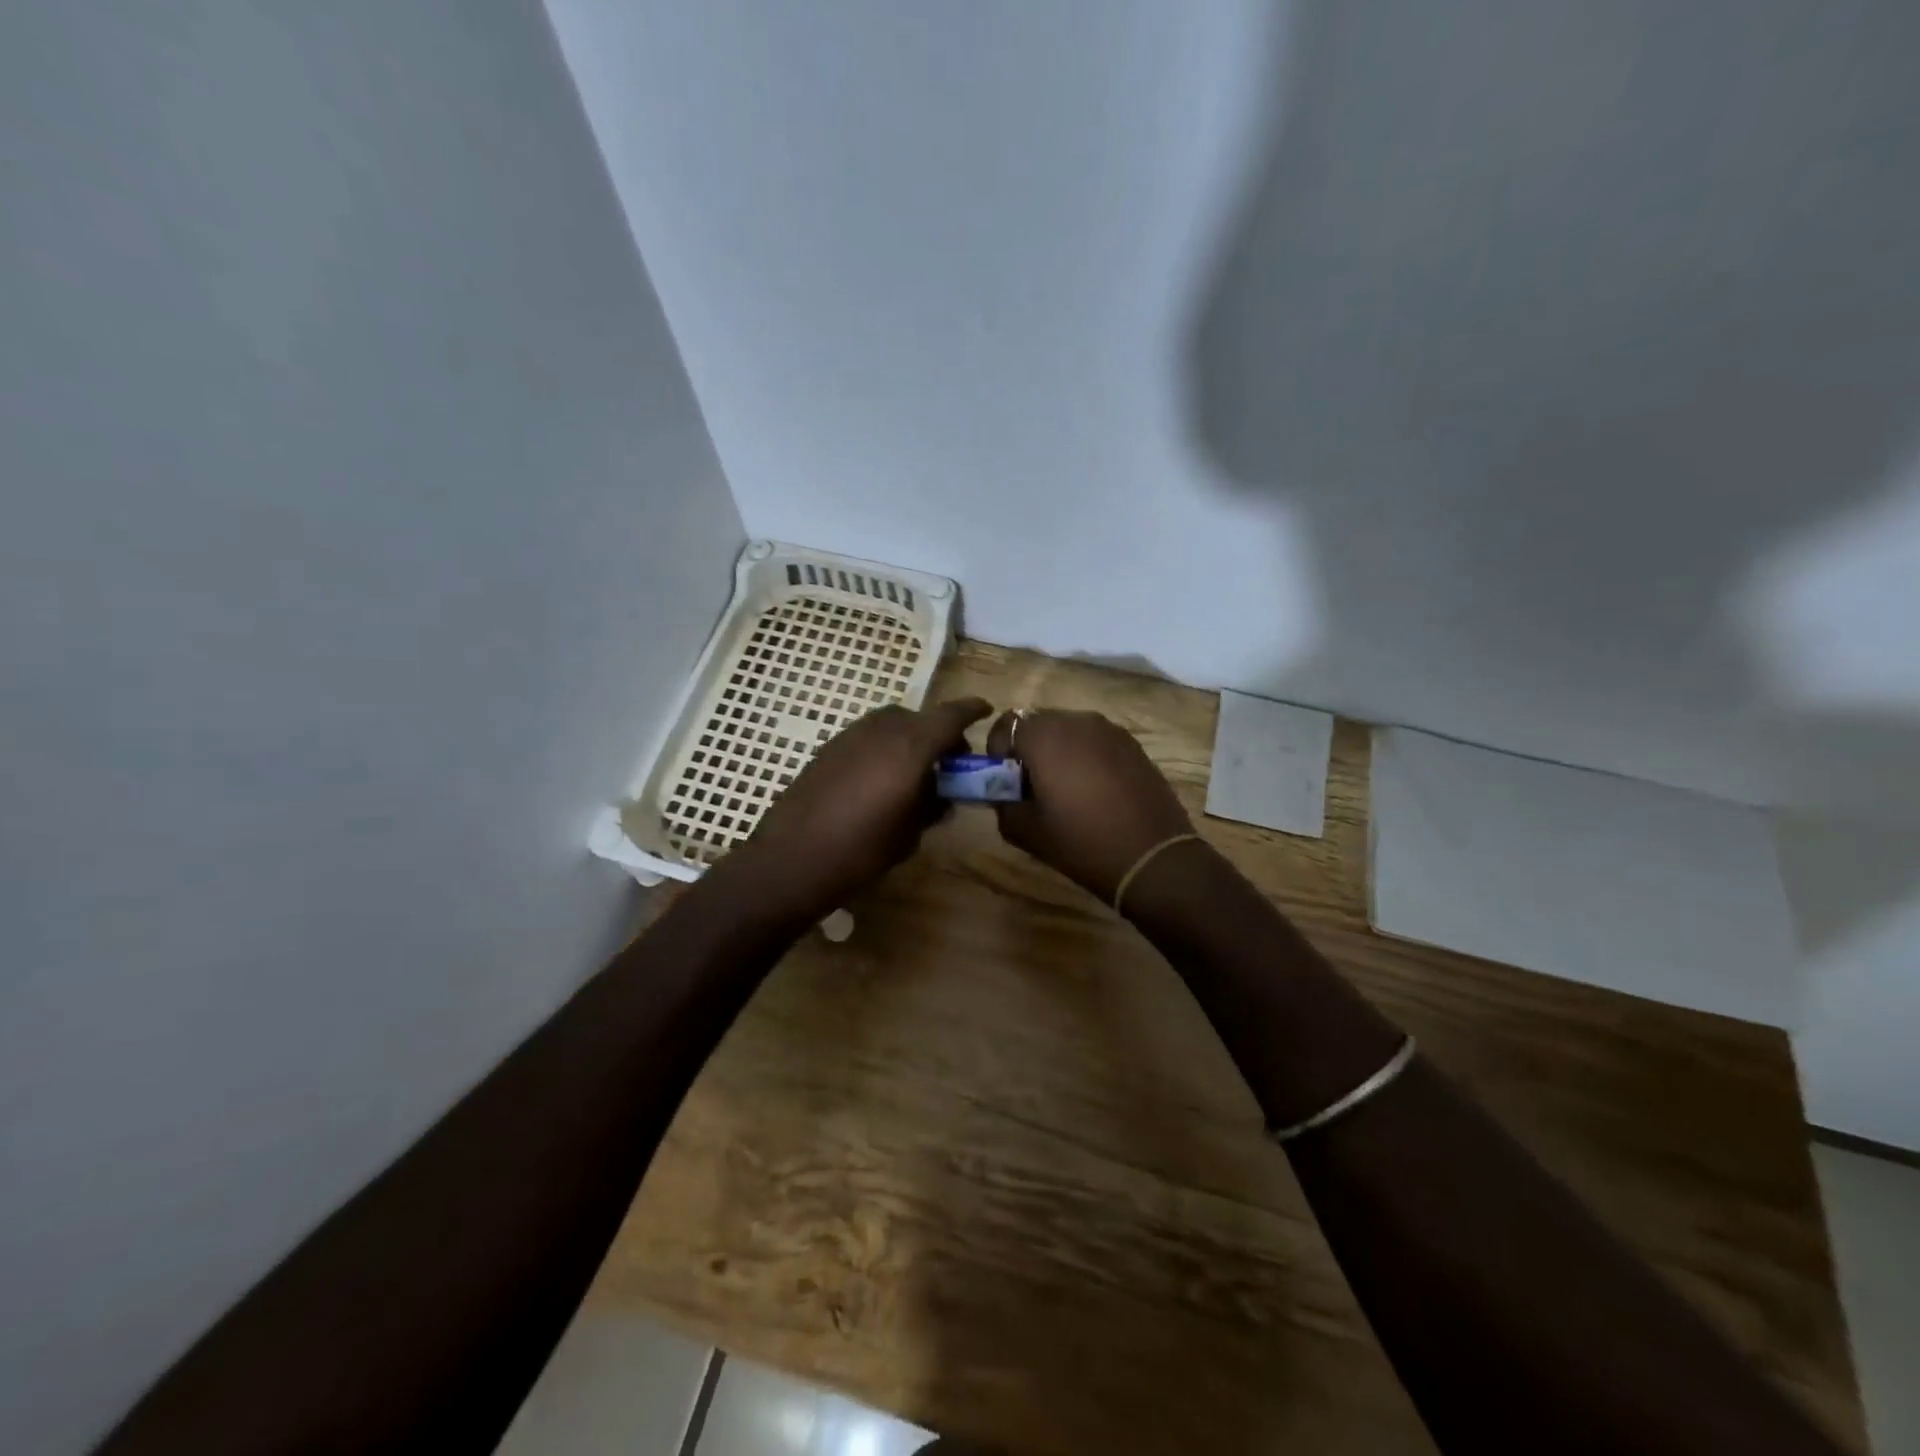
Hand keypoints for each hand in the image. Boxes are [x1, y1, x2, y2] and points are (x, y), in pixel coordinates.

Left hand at [720, 697, 992, 922]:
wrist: (792, 858)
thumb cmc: (861, 850)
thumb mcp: (909, 833)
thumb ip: (932, 806)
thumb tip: (942, 796)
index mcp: (910, 747)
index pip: (950, 716)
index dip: (971, 710)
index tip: (986, 710)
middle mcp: (881, 730)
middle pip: (919, 717)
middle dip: (939, 732)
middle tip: (948, 762)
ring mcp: (850, 735)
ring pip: (891, 723)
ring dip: (910, 737)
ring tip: (914, 771)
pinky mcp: (828, 748)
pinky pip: (868, 735)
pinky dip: (884, 745)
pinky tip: (881, 777)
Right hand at [985, 708, 1193, 902]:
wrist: (1151, 856)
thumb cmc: (1081, 842)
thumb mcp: (1025, 831)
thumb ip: (1002, 804)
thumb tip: (1003, 793)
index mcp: (1044, 736)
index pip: (1005, 725)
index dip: (998, 751)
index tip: (1006, 782)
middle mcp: (1076, 721)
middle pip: (1037, 724)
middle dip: (1028, 749)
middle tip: (1033, 787)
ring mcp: (1109, 730)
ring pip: (1068, 731)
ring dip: (1058, 752)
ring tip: (1066, 790)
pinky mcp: (1132, 744)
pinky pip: (1095, 741)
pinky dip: (1086, 757)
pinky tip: (1095, 791)